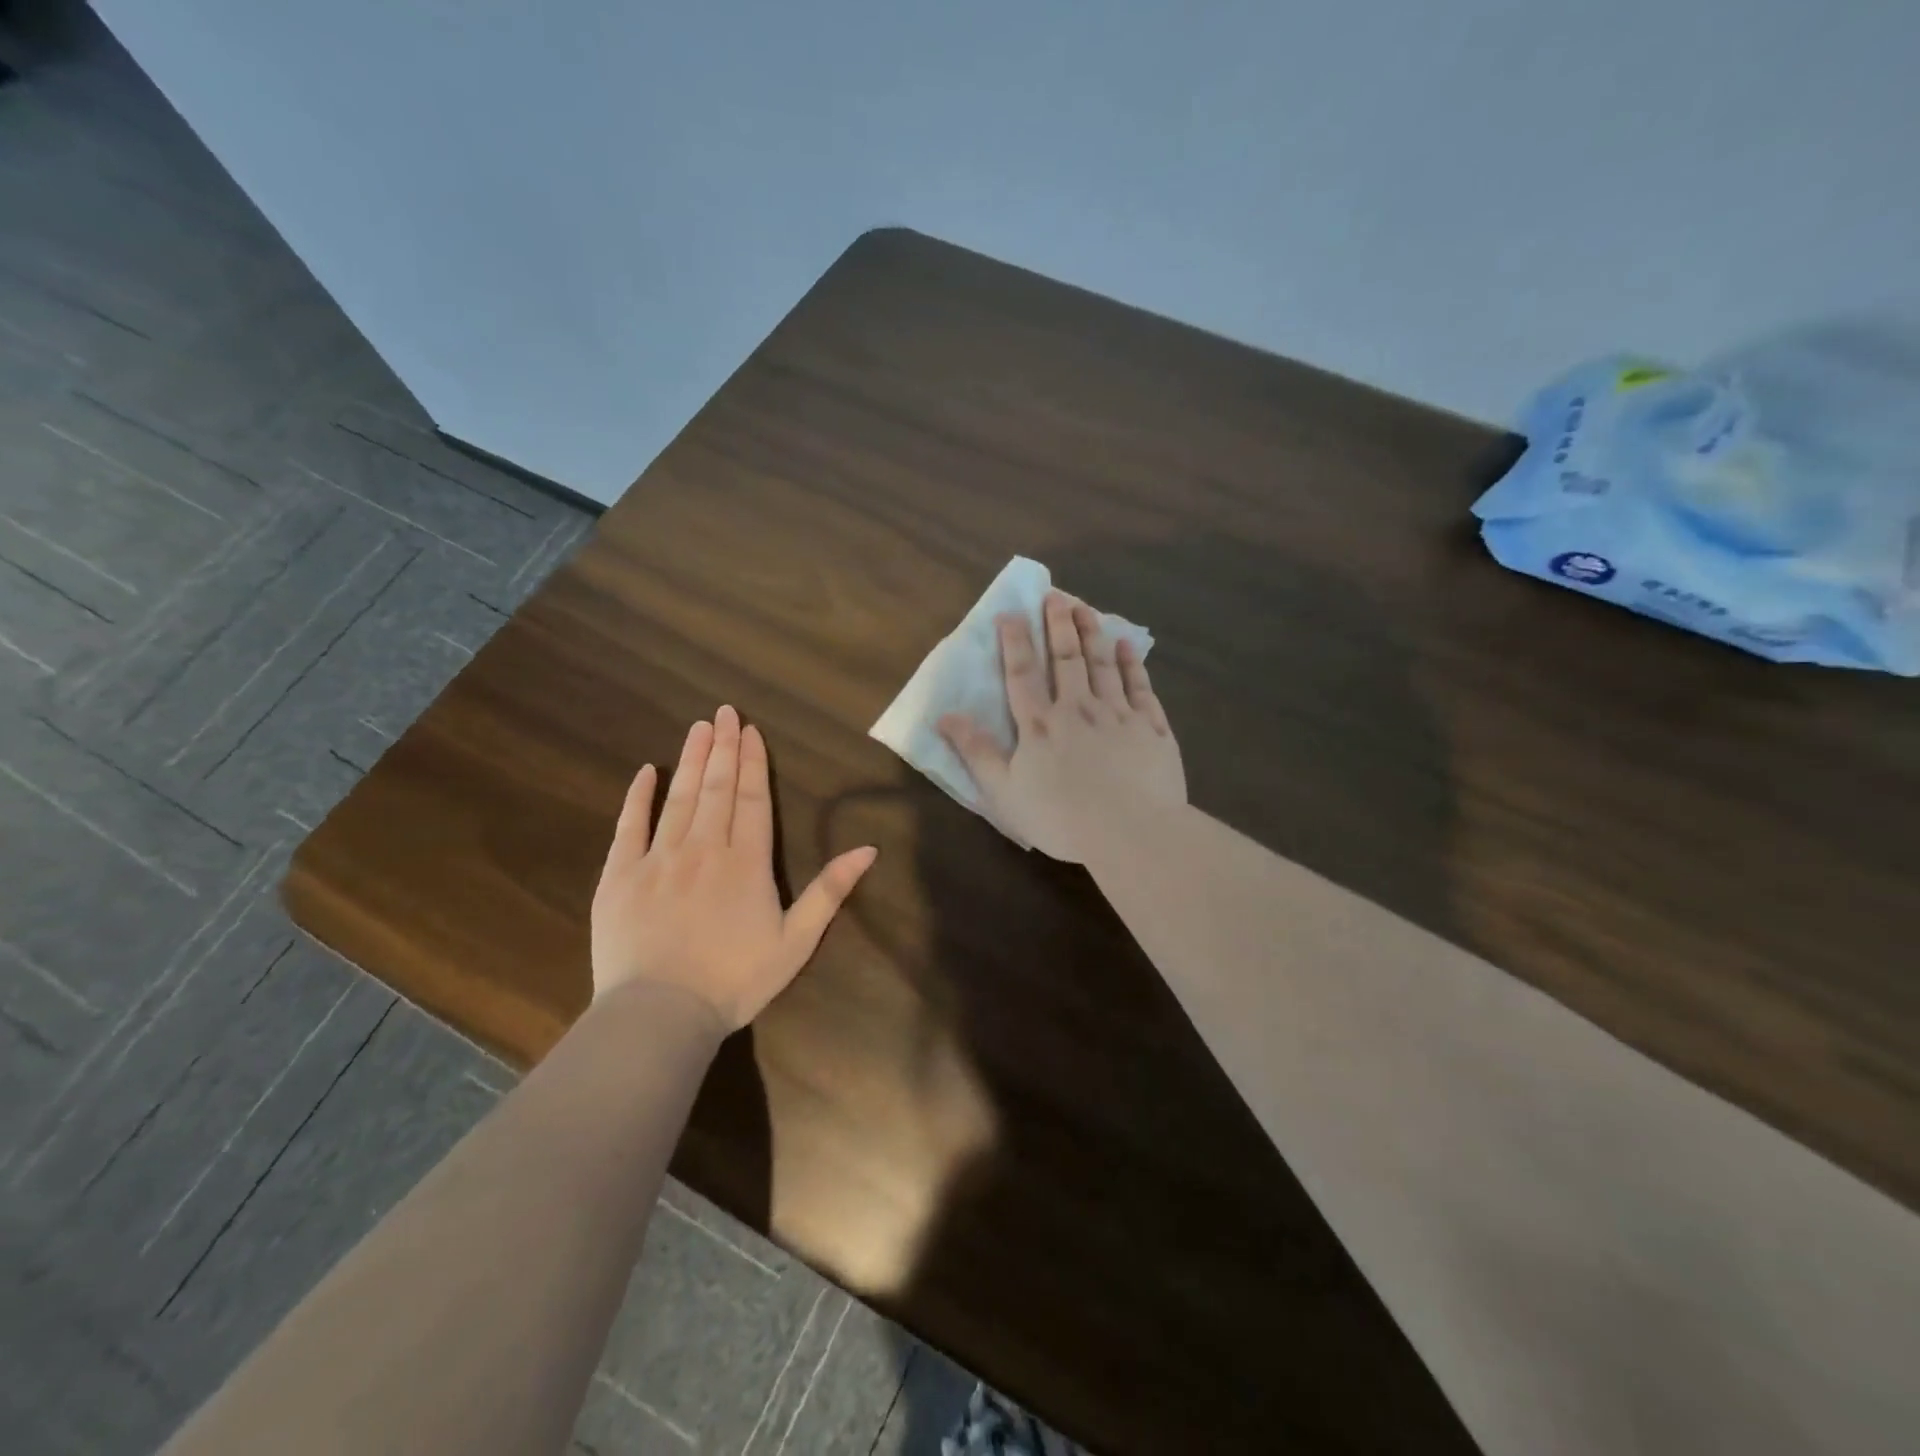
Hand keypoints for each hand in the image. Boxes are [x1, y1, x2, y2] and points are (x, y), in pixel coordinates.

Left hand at [591, 706, 877, 1031]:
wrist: (661, 1014)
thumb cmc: (735, 980)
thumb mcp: (797, 941)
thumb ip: (830, 891)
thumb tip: (869, 849)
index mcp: (747, 862)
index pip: (752, 800)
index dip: (753, 763)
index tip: (750, 730)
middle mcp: (704, 848)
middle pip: (717, 789)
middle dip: (723, 748)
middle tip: (724, 712)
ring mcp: (659, 859)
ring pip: (679, 798)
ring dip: (691, 760)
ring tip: (698, 727)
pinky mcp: (620, 876)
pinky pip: (629, 826)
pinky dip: (638, 797)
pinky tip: (646, 771)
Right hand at [939, 591, 1185, 862]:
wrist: (1131, 833)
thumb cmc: (1060, 818)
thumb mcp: (1003, 792)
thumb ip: (976, 752)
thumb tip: (945, 715)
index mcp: (1040, 725)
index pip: (1022, 674)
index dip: (1014, 642)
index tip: (1011, 612)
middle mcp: (1078, 709)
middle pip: (1066, 658)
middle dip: (1058, 624)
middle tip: (1056, 594)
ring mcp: (1119, 715)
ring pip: (1103, 664)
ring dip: (1092, 633)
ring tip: (1085, 607)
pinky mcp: (1151, 729)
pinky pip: (1140, 688)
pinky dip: (1132, 664)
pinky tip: (1127, 646)